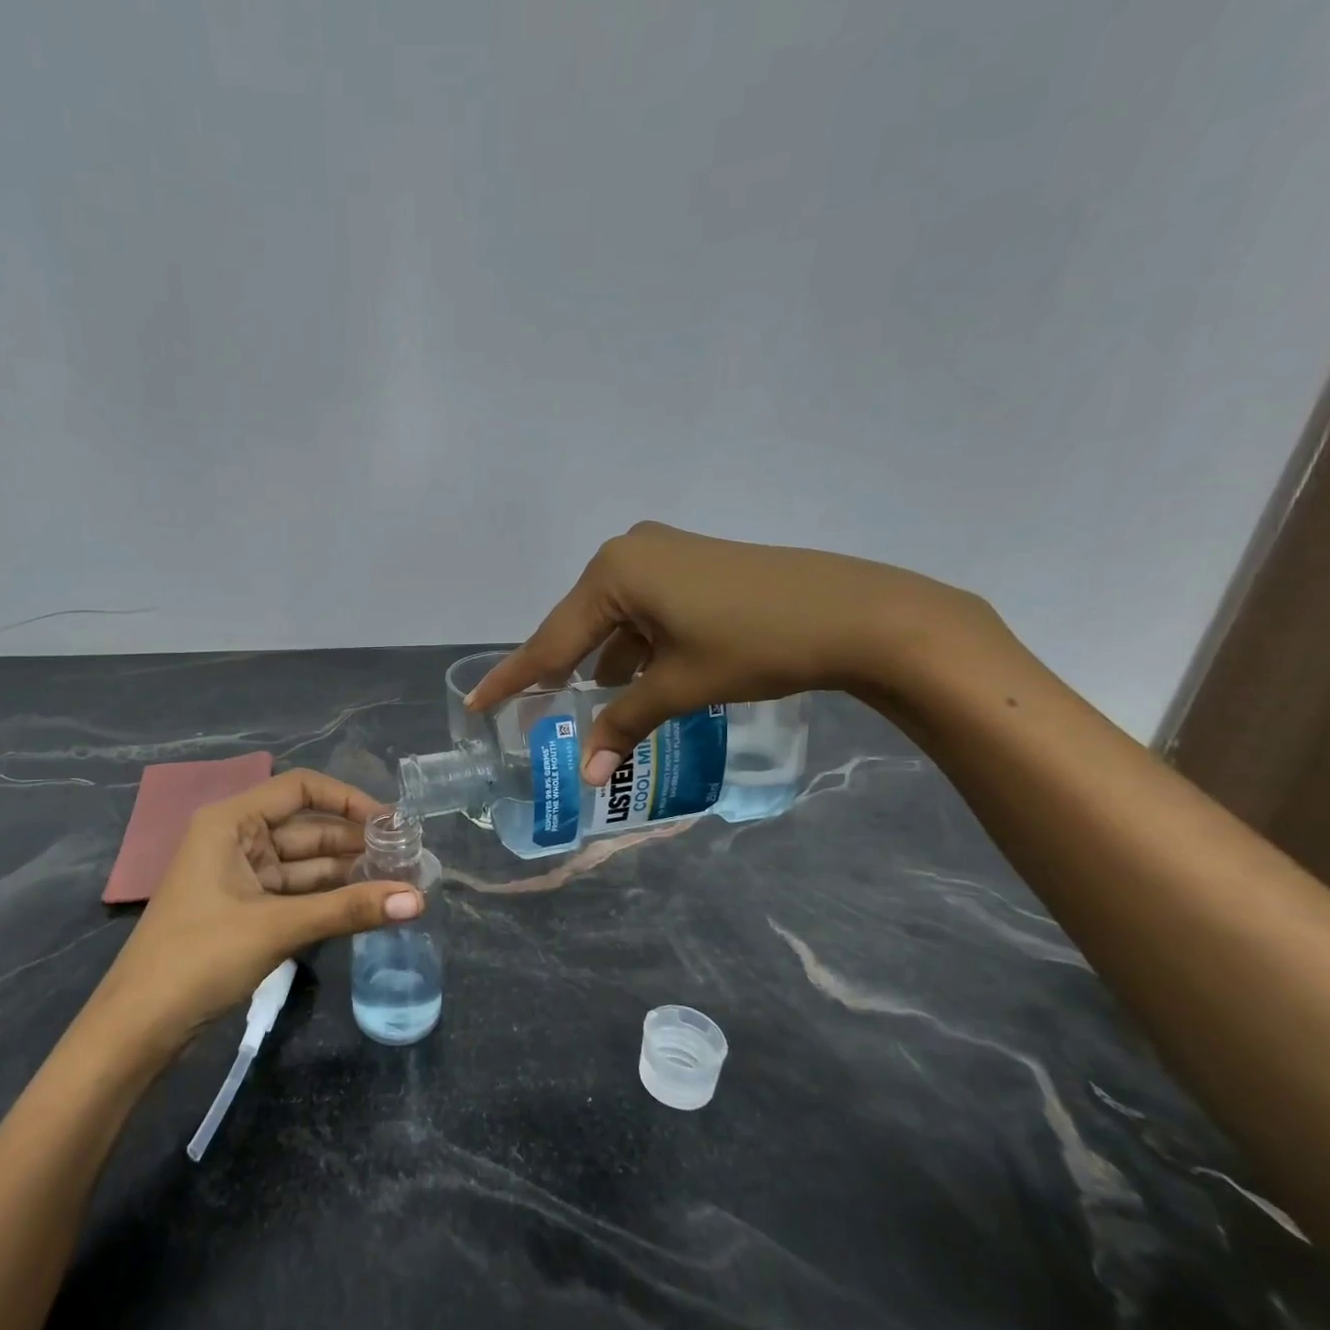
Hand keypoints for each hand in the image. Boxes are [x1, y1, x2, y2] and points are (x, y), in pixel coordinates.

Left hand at [87, 770, 424, 1056]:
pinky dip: (328, 898)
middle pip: (307, 827)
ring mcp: (240, 876)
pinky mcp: (245, 910)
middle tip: (408, 858)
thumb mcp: (277, 927)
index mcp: (232, 822)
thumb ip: (348, 909)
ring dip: (347, 873)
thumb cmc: (199, 958)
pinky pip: (296, 893)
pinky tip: (366, 905)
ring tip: (399, 881)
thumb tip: (419, 900)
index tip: (393, 822)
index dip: (348, 799)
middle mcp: (237, 839)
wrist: (137, 1029)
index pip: (300, 788)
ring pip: (305, 864)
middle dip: (355, 842)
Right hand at [468, 520, 989, 784]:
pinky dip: (634, 644)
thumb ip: (624, 724)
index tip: (475, 703)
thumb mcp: (679, 687)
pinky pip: (642, 609)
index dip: (512, 678)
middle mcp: (628, 553)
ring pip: (612, 618)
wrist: (855, 613)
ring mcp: (662, 553)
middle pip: (578, 625)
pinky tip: (638, 676)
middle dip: (560, 670)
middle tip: (533, 708)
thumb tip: (589, 776)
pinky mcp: (691, 563)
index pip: (550, 640)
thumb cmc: (754, 645)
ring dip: (602, 660)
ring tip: (588, 703)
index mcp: (613, 574)